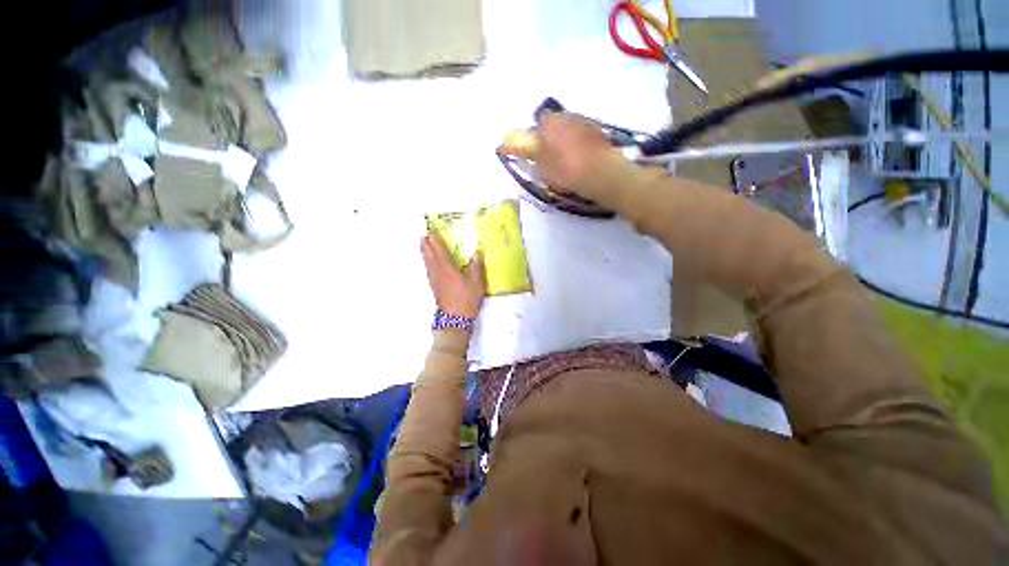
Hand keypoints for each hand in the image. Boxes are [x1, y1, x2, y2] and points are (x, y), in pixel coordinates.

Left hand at [420, 234, 485, 319]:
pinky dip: (427, 263)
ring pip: (427, 263)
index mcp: (448, 269)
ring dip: (425, 253)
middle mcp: (438, 273)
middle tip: (423, 236)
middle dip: (426, 245)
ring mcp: (435, 281)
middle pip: (430, 256)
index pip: (439, 252)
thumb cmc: (466, 299)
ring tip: (422, 246)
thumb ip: (476, 267)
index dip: (435, 242)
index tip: (431, 232)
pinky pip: (429, 270)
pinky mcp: (435, 287)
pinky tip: (429, 264)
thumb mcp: (476, 283)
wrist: (455, 318)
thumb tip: (477, 253)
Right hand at [501, 113, 615, 198]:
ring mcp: (586, 123)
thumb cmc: (565, 171)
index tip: (540, 150)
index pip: (541, 121)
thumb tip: (509, 144)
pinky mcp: (600, 133)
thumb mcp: (541, 167)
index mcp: (550, 123)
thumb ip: (527, 154)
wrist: (600, 174)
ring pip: (571, 128)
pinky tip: (583, 160)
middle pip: (557, 123)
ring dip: (568, 139)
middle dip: (553, 136)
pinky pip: (585, 136)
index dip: (539, 135)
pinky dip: (581, 144)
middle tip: (553, 157)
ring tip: (569, 161)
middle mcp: (567, 116)